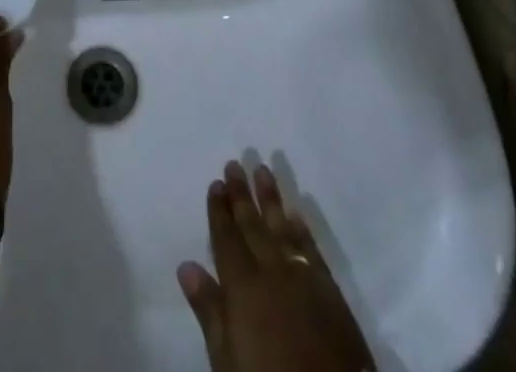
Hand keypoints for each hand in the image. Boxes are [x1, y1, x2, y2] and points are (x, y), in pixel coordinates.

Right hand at [178, 161, 375, 371]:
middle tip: (234, 163)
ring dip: (270, 198)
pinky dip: (301, 229)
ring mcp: (302, 278)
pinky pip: (310, 249)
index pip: (226, 238)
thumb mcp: (228, 362)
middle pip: (252, 225)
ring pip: (281, 227)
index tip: (216, 182)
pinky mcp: (329, 291)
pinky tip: (296, 212)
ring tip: (262, 169)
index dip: (219, 211)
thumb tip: (186, 265)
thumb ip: (209, 311)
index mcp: (243, 287)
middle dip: (241, 194)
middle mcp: (271, 272)